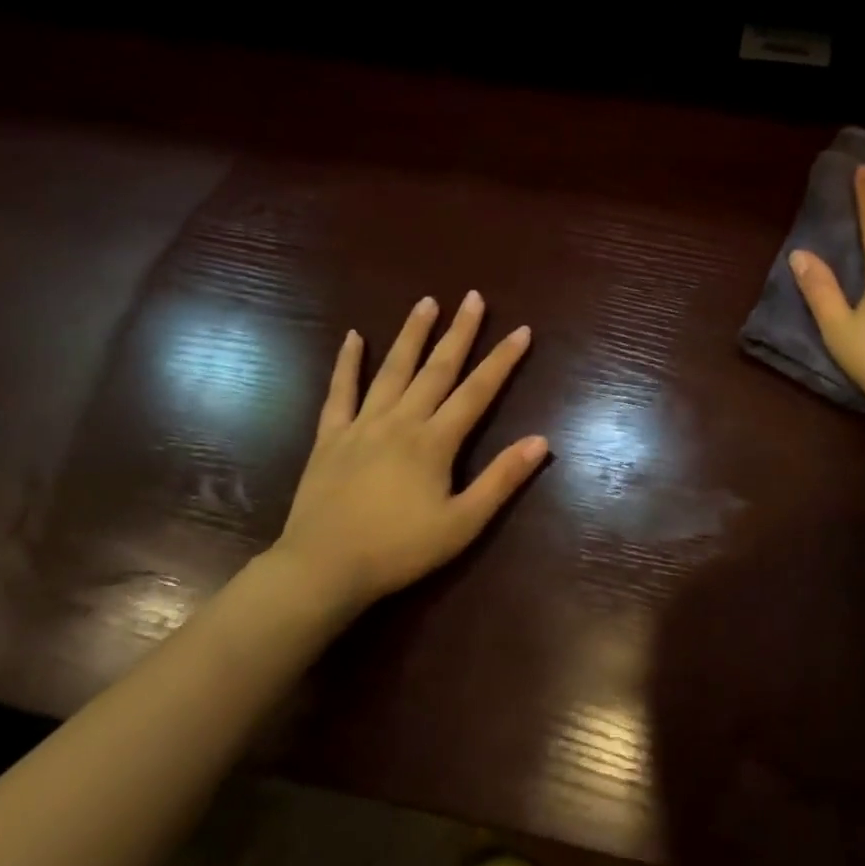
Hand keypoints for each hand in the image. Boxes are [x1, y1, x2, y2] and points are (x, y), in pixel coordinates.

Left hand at [271, 291, 547, 611]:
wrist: (323, 568)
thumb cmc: (399, 550)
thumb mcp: (462, 523)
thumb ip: (501, 479)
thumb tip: (541, 440)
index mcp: (435, 441)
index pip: (477, 391)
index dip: (502, 360)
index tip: (521, 330)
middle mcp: (401, 421)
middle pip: (436, 368)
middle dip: (459, 332)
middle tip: (472, 297)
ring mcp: (362, 425)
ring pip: (392, 370)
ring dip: (411, 334)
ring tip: (426, 303)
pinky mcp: (330, 436)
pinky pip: (340, 392)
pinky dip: (347, 363)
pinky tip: (352, 337)